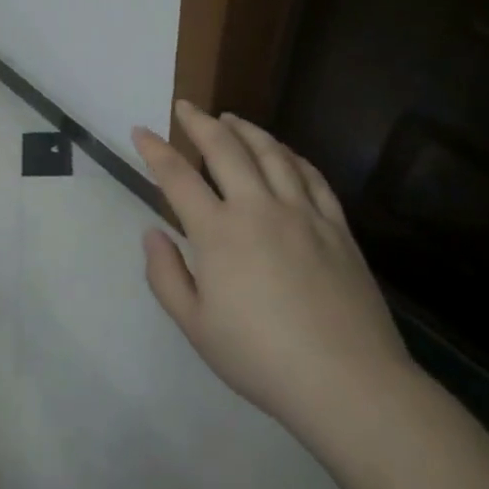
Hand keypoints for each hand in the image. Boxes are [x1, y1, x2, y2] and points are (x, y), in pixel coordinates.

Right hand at [132, 102, 412, 428]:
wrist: (348, 382)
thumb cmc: (261, 358)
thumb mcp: (195, 326)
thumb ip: (166, 275)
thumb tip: (152, 232)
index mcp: (219, 233)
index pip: (178, 177)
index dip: (155, 150)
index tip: (141, 131)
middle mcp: (259, 209)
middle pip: (225, 150)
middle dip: (200, 123)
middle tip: (185, 107)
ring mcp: (303, 213)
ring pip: (272, 153)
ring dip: (246, 130)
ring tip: (230, 118)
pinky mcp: (337, 227)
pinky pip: (312, 177)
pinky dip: (292, 156)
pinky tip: (284, 152)